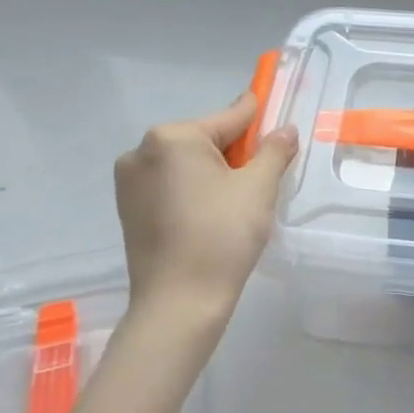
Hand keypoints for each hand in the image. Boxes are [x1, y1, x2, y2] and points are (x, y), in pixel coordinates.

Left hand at [114, 92, 297, 335]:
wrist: (178, 305)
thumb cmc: (222, 236)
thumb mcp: (259, 187)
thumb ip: (274, 150)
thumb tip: (285, 129)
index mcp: (173, 137)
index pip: (229, 118)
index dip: (258, 117)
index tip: (273, 107)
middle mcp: (143, 150)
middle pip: (206, 139)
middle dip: (235, 152)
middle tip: (262, 176)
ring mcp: (130, 181)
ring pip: (187, 163)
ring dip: (214, 171)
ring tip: (238, 201)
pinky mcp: (128, 208)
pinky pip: (171, 183)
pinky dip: (194, 189)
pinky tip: (212, 214)